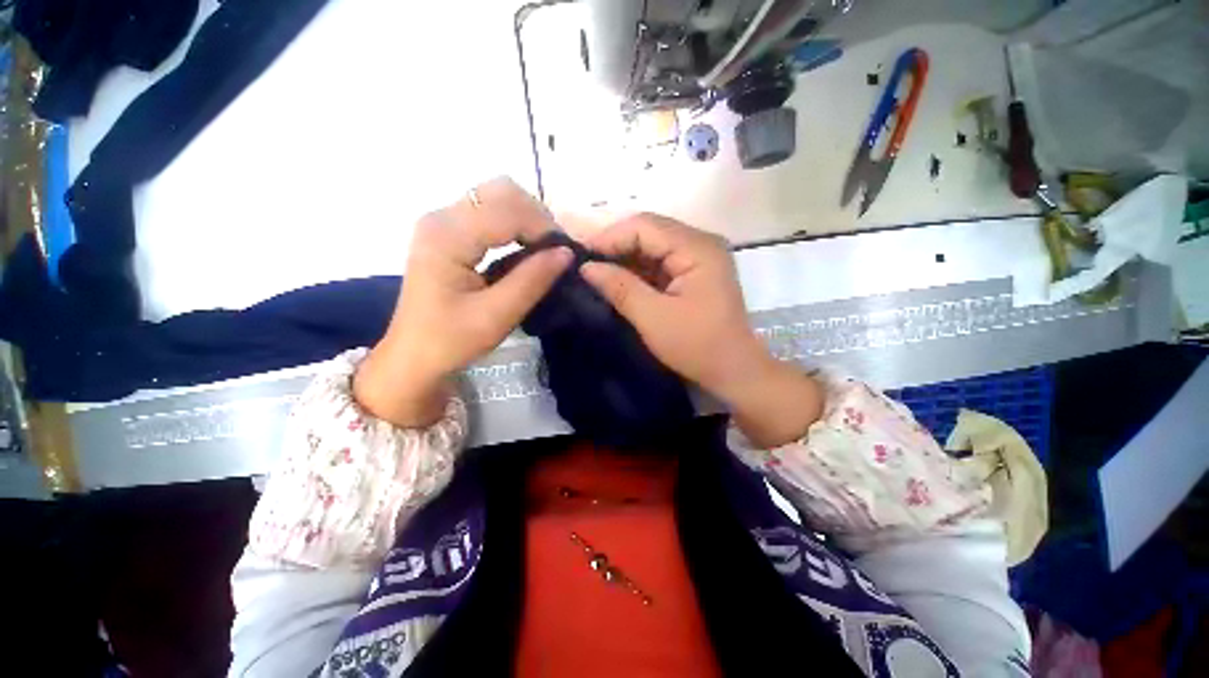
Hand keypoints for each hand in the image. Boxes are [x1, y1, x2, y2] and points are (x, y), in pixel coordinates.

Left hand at [354, 178, 572, 426]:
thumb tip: (567, 252)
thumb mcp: (496, 316)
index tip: (566, 255)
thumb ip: (532, 281)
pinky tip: (526, 248)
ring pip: (497, 197)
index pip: (507, 209)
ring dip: (528, 219)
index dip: (543, 227)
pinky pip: (490, 212)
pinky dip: (515, 225)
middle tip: (555, 251)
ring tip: (545, 250)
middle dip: (537, 216)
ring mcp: (443, 221)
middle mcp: (442, 217)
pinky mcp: (449, 232)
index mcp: (447, 236)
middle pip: (501, 190)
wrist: (413, 355)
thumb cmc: (450, 341)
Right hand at [581, 214, 821, 446]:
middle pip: (650, 232)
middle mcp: (701, 243)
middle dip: (617, 246)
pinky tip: (620, 281)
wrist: (734, 371)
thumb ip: (620, 287)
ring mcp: (700, 257)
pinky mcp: (695, 272)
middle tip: (587, 265)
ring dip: (626, 259)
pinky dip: (639, 270)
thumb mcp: (653, 318)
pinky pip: (661, 262)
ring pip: (654, 246)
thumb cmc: (697, 346)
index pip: (645, 226)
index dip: (610, 237)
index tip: (582, 257)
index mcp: (697, 248)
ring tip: (598, 273)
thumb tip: (587, 267)